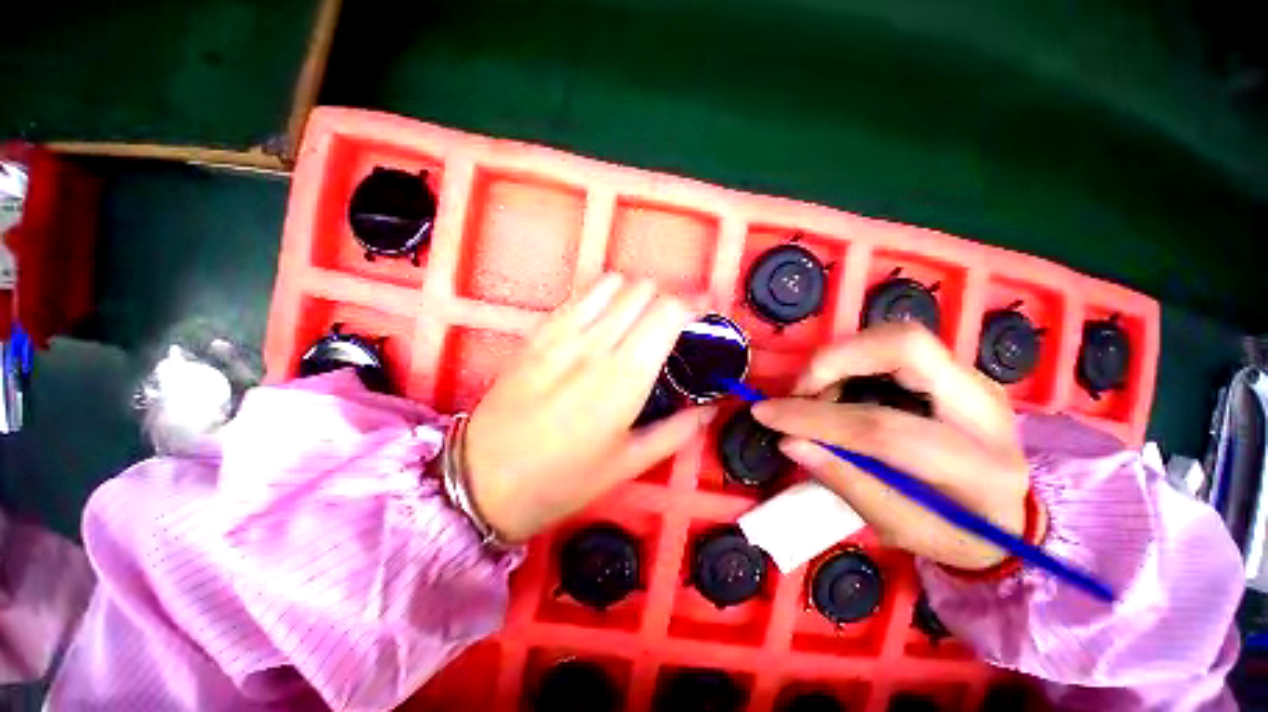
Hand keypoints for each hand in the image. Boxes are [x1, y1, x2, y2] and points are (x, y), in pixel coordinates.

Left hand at [464, 274, 714, 542]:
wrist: (485, 478)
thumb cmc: (563, 479)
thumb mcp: (629, 464)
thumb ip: (677, 431)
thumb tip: (710, 408)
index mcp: (625, 377)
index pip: (668, 311)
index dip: (694, 304)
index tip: (705, 313)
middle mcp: (596, 344)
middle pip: (643, 290)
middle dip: (667, 300)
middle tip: (673, 325)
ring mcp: (563, 334)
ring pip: (612, 283)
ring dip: (635, 294)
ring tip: (638, 320)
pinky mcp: (539, 332)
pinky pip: (579, 295)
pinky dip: (602, 296)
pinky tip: (603, 320)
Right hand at [751, 323, 1035, 569]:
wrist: (1012, 514)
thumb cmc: (956, 533)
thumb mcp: (900, 530)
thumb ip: (846, 483)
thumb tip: (789, 441)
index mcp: (978, 467)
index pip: (883, 428)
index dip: (814, 418)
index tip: (765, 413)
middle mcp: (984, 407)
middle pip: (904, 347)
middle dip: (833, 360)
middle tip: (798, 391)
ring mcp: (973, 380)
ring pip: (896, 338)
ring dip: (839, 359)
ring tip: (816, 396)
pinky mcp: (956, 371)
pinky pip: (893, 347)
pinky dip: (852, 361)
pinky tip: (839, 390)